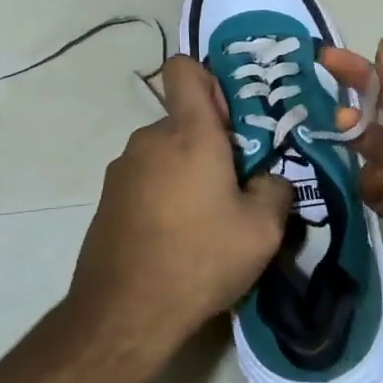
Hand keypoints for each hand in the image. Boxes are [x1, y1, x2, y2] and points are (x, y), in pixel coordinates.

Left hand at [68, 55, 292, 358]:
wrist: (124, 312)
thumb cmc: (200, 258)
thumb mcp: (263, 231)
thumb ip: (275, 190)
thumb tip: (266, 179)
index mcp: (189, 133)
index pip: (184, 69)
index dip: (208, 81)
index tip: (230, 121)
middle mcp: (149, 139)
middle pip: (183, 121)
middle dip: (209, 145)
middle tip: (233, 189)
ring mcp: (122, 168)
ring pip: (165, 154)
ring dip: (186, 174)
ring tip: (205, 223)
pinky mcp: (107, 198)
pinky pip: (145, 180)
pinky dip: (162, 196)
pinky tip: (175, 239)